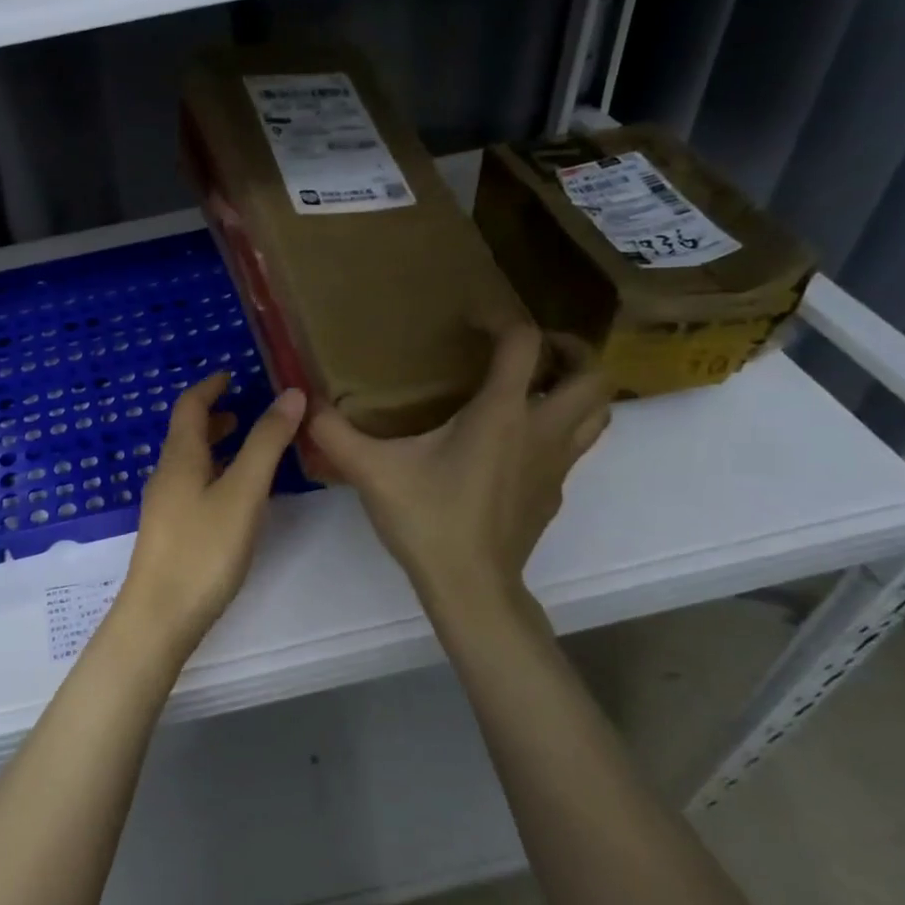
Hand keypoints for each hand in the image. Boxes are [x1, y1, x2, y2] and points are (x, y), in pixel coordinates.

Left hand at [110, 371, 306, 663]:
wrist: (160, 616)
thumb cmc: (203, 549)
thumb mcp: (243, 492)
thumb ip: (266, 443)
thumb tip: (291, 394)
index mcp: (180, 456)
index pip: (189, 405)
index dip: (210, 386)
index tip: (233, 374)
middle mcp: (166, 474)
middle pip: (187, 432)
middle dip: (214, 415)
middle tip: (246, 410)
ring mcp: (164, 505)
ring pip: (189, 461)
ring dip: (215, 445)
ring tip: (247, 448)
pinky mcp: (169, 531)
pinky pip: (191, 485)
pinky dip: (213, 472)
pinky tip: (234, 496)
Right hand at [310, 325, 609, 630]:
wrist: (471, 586)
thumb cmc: (428, 519)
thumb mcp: (372, 471)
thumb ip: (335, 433)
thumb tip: (305, 405)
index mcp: (502, 412)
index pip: (524, 342)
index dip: (501, 318)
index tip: (472, 320)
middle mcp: (542, 430)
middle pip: (592, 374)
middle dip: (570, 350)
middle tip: (531, 350)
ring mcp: (556, 464)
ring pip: (598, 411)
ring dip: (578, 389)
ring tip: (540, 385)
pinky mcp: (554, 492)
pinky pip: (575, 446)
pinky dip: (559, 429)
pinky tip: (516, 443)